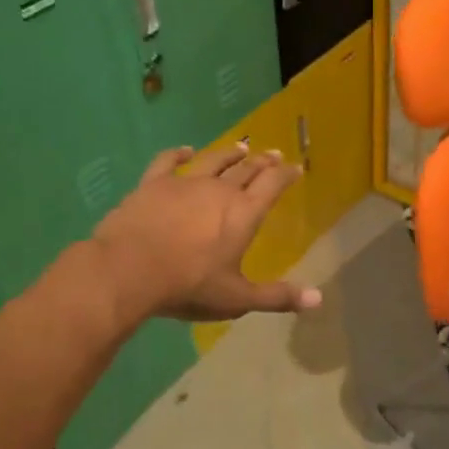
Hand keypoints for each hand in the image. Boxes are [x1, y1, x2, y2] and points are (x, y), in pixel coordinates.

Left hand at [91, 142, 321, 322]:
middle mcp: (219, 190)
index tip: (295, 167)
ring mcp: (184, 183)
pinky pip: (167, 162)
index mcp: (244, 213)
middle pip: (246, 169)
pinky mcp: (153, 184)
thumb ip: (277, 297)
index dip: (286, 174)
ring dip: (229, 154)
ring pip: (213, 161)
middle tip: (273, 154)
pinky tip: (185, 150)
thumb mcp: (237, 298)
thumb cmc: (189, 285)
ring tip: (241, 147)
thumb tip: (318, 300)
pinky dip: (178, 154)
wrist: (130, 270)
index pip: (272, 185)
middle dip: (263, 161)